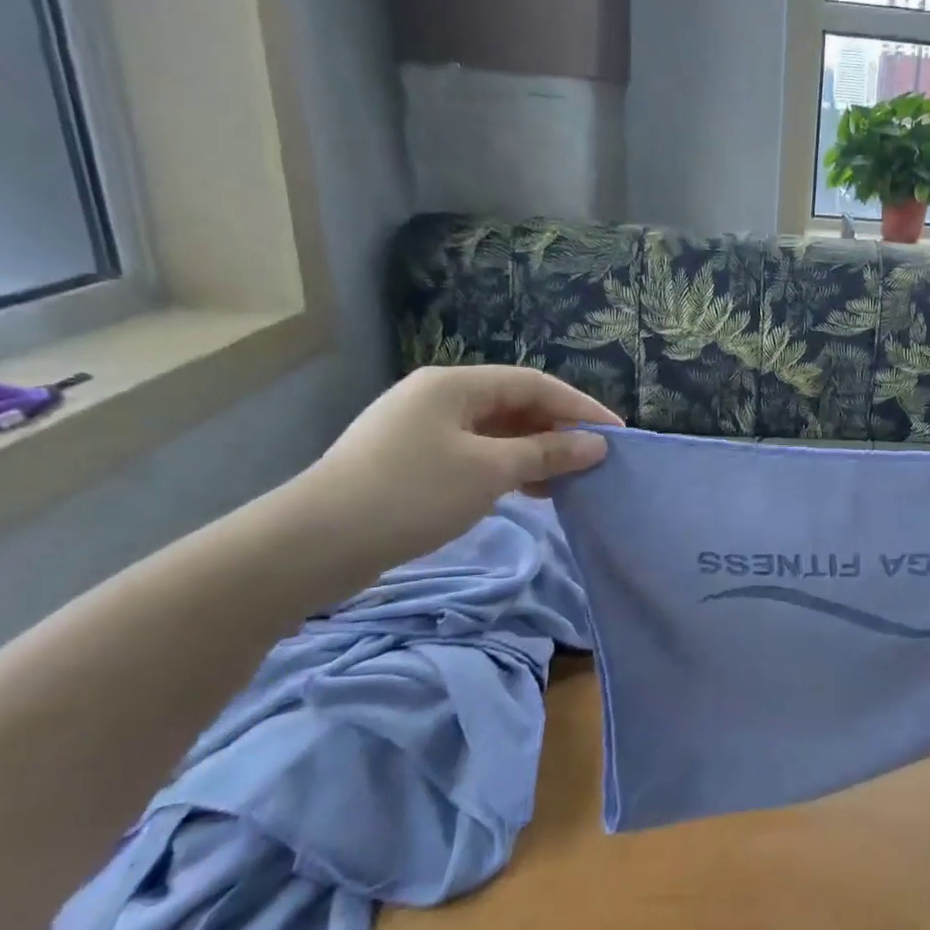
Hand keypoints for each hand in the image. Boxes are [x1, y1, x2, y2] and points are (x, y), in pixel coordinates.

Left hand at [284, 365, 620, 572]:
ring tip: (567, 481)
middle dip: (557, 430)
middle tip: (593, 460)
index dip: (581, 406)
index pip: (534, 384)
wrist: (312, 545)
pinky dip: (505, 469)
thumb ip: (547, 453)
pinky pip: (474, 454)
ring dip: (534, 453)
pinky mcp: (410, 462)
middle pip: (514, 405)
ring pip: (495, 433)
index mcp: (454, 385)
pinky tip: (526, 493)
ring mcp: (420, 430)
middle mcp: (438, 398)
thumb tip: (596, 445)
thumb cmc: (411, 494)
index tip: (617, 434)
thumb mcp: (490, 471)